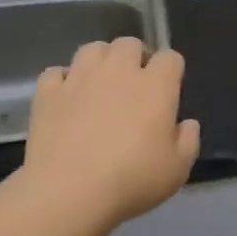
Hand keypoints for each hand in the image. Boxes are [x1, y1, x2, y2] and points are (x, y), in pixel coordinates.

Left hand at [21, 38, 199, 227]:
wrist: (69, 191)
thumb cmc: (132, 179)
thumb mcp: (177, 169)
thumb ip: (188, 141)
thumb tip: (187, 123)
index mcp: (155, 86)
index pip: (170, 58)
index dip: (171, 70)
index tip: (168, 90)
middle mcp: (118, 71)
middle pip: (129, 44)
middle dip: (135, 57)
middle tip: (134, 84)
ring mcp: (79, 78)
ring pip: (92, 49)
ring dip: (100, 61)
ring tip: (100, 84)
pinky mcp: (48, 93)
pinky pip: (55, 73)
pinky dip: (62, 81)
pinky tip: (66, 98)